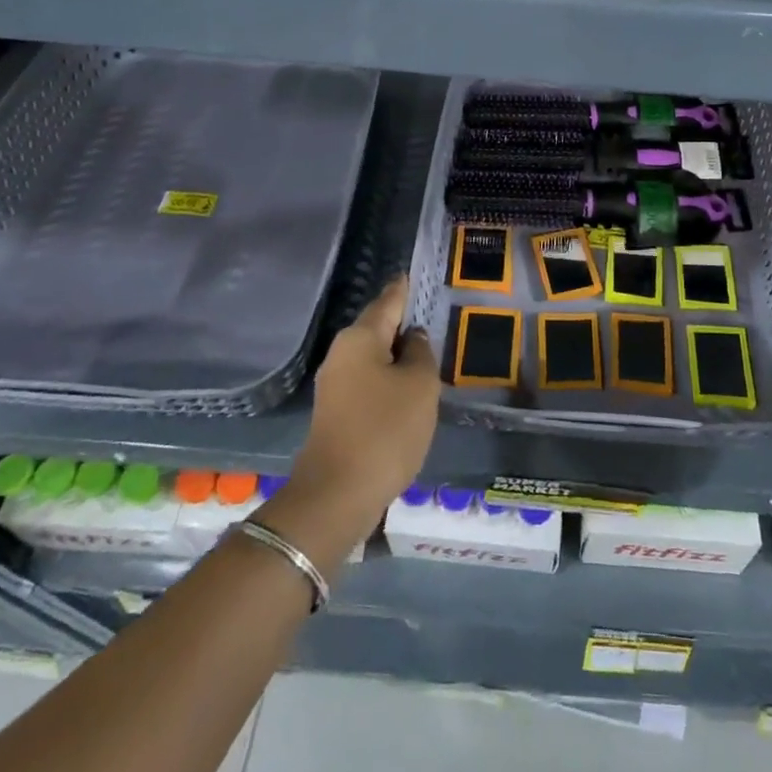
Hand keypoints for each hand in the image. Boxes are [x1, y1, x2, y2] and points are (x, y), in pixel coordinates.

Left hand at [275, 279, 438, 559]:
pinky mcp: (336, 413)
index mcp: (360, 338)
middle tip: (436, 318)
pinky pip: (369, 383)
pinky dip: (389, 382)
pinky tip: (409, 392)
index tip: (417, 274)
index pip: (389, 300)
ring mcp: (334, 385)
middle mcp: (341, 353)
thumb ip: (421, 353)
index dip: (406, 288)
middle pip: (379, 328)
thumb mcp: (419, 386)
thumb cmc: (385, 430)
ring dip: (398, 357)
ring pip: (374, 358)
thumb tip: (413, 338)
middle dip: (404, 324)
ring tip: (429, 355)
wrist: (336, 496)